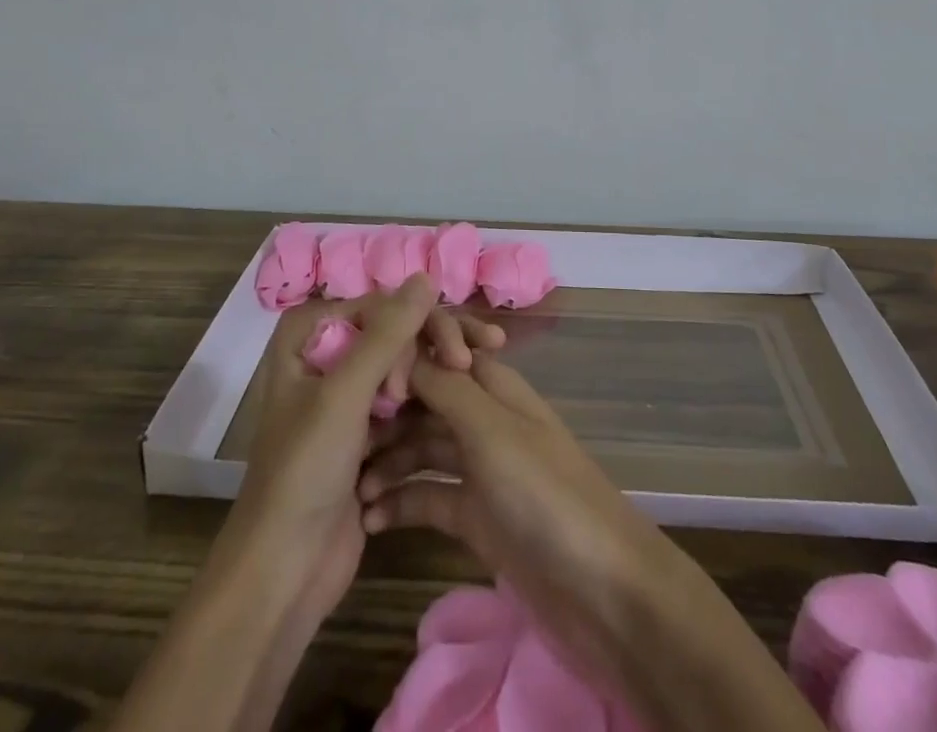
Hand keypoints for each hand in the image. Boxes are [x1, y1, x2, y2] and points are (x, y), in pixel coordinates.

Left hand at [221, 276, 506, 629]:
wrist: (284, 573)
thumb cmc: (305, 472)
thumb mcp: (345, 394)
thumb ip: (388, 333)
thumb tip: (426, 275)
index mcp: (306, 338)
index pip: (377, 305)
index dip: (415, 322)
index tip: (451, 355)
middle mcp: (325, 358)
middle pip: (392, 331)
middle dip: (431, 344)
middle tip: (469, 363)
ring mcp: (345, 398)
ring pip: (401, 365)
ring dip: (436, 371)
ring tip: (480, 374)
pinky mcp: (364, 434)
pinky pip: (403, 402)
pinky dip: (428, 403)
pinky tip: (465, 405)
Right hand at [358, 354, 822, 731]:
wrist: (599, 587)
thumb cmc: (543, 493)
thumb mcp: (490, 429)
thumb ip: (444, 386)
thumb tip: (401, 348)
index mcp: (493, 384)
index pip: (440, 350)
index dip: (400, 356)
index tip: (358, 380)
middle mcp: (483, 418)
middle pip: (425, 399)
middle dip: (384, 412)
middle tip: (337, 439)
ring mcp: (480, 468)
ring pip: (421, 448)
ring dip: (386, 461)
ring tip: (347, 487)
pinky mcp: (476, 517)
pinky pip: (428, 497)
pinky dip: (400, 503)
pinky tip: (369, 519)